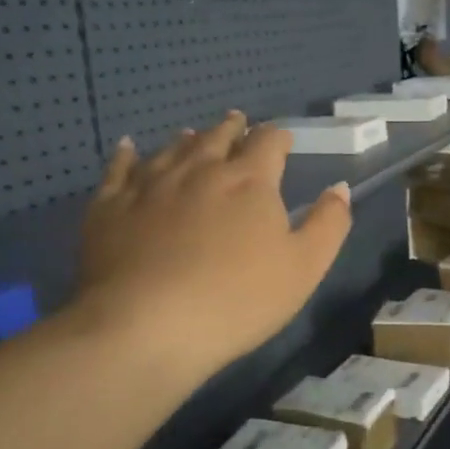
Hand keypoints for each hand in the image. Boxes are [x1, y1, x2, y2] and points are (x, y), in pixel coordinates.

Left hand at [67, 112, 352, 386]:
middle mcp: (199, 169)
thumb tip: (339, 187)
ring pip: (172, 148)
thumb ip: (328, 224)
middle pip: (218, 136)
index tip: (282, 140)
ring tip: (193, 134)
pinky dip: (126, 154)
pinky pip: (119, 168)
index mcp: (249, 181)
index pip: (268, 143)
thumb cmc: (238, 300)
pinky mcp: (110, 206)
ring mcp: (150, 184)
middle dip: (233, 128)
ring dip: (188, 139)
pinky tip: (127, 147)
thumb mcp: (304, 268)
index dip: (277, 137)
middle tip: (237, 122)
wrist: (146, 326)